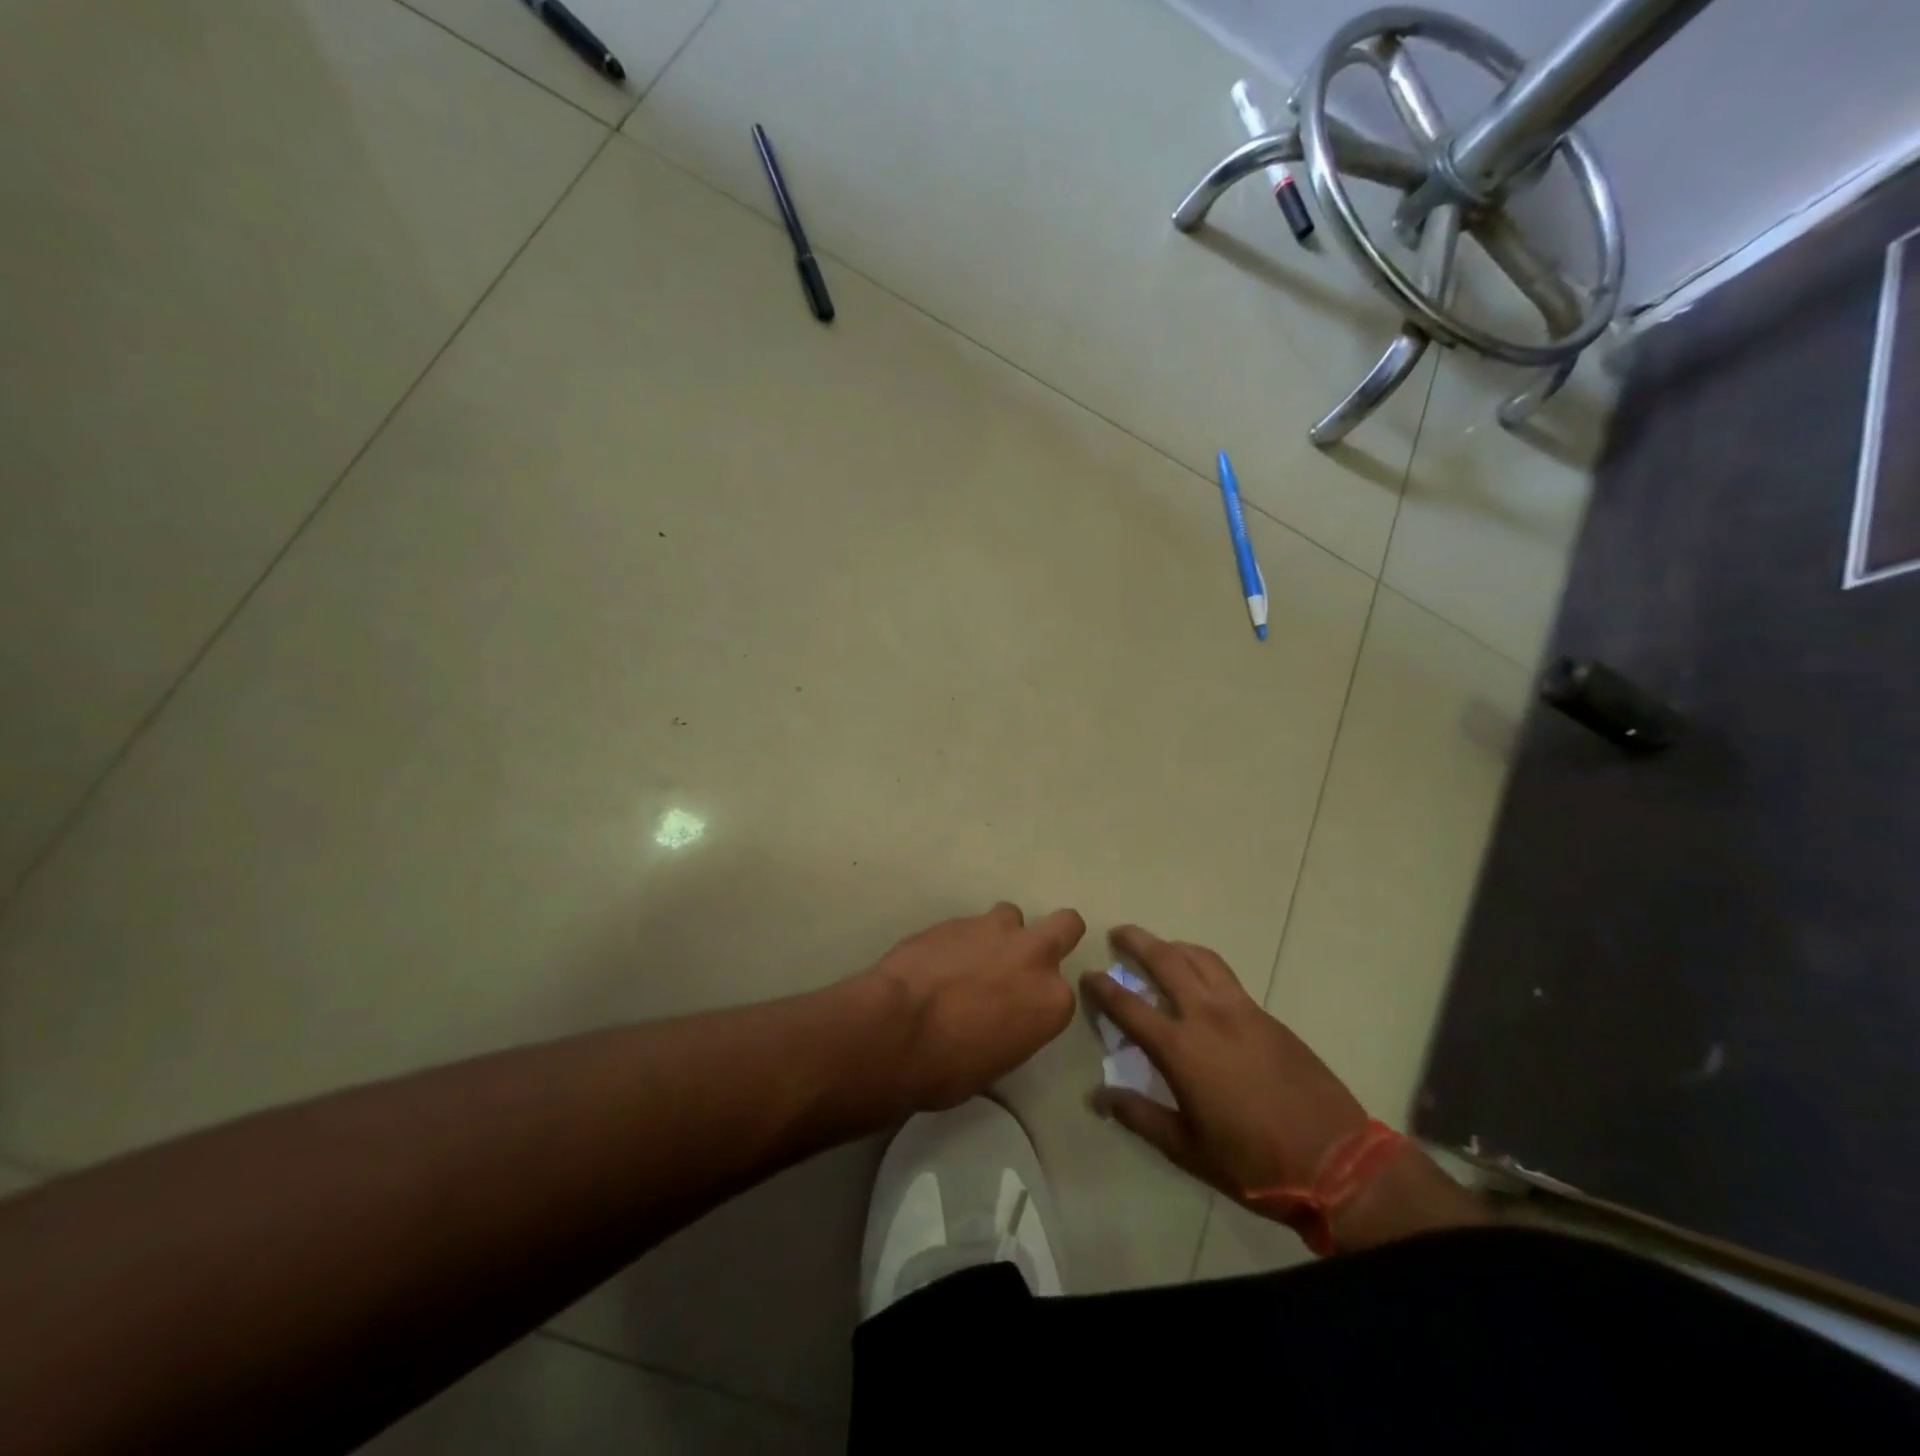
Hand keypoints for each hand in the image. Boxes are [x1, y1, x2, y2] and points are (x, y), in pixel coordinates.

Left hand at [866, 902, 1084, 1111]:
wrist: (897, 1029)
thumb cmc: (949, 1067)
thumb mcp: (998, 1062)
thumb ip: (1014, 1027)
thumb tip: (998, 1020)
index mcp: (1052, 1001)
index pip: (1060, 993)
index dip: (1038, 1000)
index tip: (1020, 1010)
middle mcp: (1034, 956)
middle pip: (1066, 925)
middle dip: (1052, 936)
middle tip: (1021, 959)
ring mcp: (995, 930)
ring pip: (1011, 916)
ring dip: (997, 934)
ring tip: (969, 958)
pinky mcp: (957, 918)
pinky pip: (968, 924)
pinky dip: (959, 940)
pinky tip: (936, 961)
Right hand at [1081, 925, 1368, 1204]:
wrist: (1337, 1161)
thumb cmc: (1253, 1163)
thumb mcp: (1187, 1149)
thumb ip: (1139, 1117)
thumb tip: (1099, 1097)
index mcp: (1181, 1049)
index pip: (1129, 1006)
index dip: (1103, 988)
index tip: (1087, 974)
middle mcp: (1207, 1016)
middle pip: (1166, 961)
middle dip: (1137, 942)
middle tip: (1118, 934)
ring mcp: (1241, 1011)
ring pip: (1201, 959)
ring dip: (1174, 946)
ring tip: (1160, 947)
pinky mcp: (1267, 1016)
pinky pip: (1226, 976)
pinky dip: (1203, 964)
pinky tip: (1201, 980)